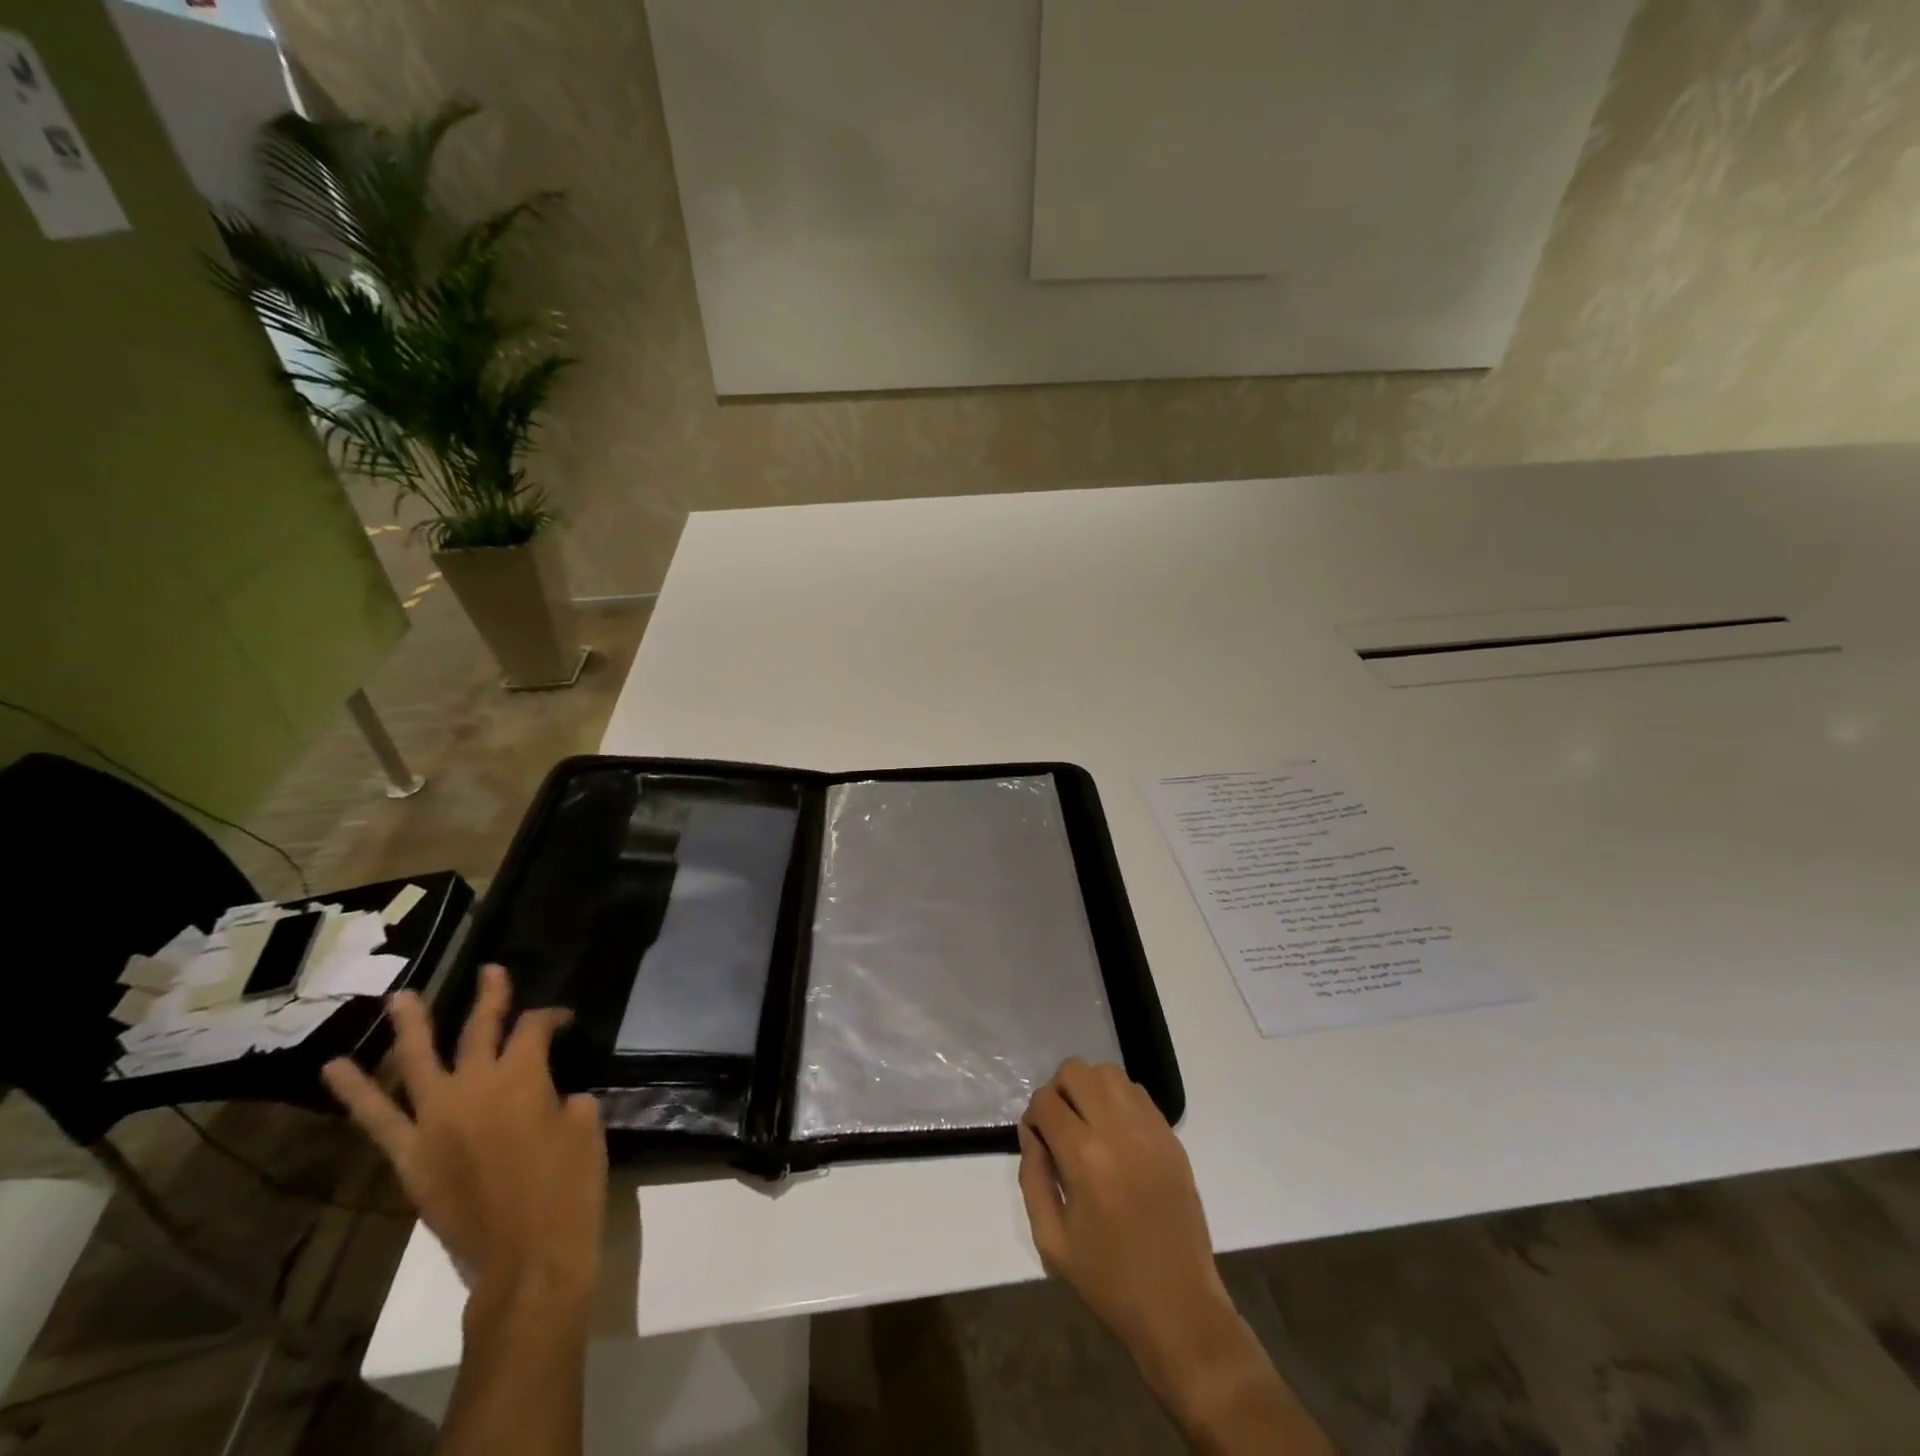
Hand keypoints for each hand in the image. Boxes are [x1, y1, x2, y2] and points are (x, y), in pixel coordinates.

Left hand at [322, 963, 607, 1303]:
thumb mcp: (584, 1126)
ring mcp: (435, 1120)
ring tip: (401, 997)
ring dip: (411, 1026)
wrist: (529, 1257)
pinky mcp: (411, 1156)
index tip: (563, 1022)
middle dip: (490, 997)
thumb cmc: (569, 1186)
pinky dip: (357, 1093)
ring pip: (418, 1062)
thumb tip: (546, 1098)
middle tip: (491, 971)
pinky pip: (378, 1120)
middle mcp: (473, 1087)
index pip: (534, 1028)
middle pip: (479, 1029)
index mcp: (522, 1076)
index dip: (551, 1017)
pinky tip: (337, 1069)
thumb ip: (562, 1099)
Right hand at [1018, 1062, 1332, 1454]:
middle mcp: (1118, 1130)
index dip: (1034, 1116)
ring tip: (1088, 1125)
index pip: (1045, 1100)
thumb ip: (1032, 1177)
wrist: (1178, 1306)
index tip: (1038, 1141)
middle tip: (1060, 1127)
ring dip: (1089, 1089)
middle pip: (1076, 1071)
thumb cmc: (1108, 1279)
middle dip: (1058, 1092)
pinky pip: (1137, 1093)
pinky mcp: (1171, 1136)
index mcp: (1084, 1157)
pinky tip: (1116, 1135)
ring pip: (1108, 1073)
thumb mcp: (1051, 1240)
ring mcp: (1149, 1129)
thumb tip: (1030, 1133)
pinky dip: (1118, 1100)